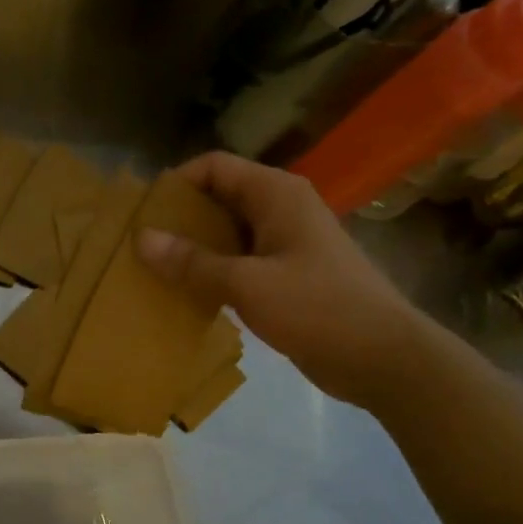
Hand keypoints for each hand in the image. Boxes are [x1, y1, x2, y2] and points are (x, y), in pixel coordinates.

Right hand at [137, 152, 433, 410]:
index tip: (142, 213)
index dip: (176, 183)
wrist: (381, 356)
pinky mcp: (290, 274)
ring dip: (195, 248)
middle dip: (181, 218)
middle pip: (220, 197)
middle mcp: (282, 208)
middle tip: (141, 246)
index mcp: (276, 194)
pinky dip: (215, 271)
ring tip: (156, 270)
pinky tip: (190, 294)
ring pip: (230, 232)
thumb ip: (192, 262)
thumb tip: (142, 239)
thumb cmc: (316, 308)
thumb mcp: (246, 283)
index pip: (214, 167)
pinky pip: (242, 261)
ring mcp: (288, 242)